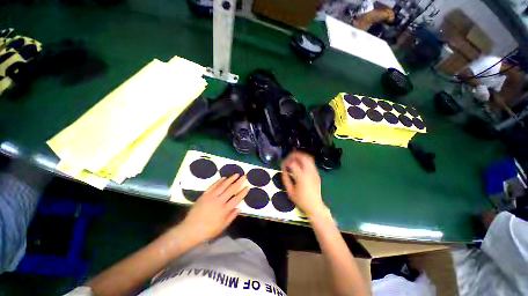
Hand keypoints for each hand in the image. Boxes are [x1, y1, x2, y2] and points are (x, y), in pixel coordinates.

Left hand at [178, 174, 249, 244]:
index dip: (243, 192)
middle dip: (239, 182)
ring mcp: (211, 197)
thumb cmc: (208, 231)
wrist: (189, 230)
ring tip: (236, 174)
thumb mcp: (222, 227)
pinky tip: (223, 178)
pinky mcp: (204, 195)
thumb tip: (240, 208)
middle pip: (231, 189)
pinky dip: (219, 181)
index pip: (236, 199)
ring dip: (230, 179)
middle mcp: (219, 201)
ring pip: (223, 186)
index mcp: (224, 210)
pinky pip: (213, 186)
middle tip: (244, 176)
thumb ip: (231, 216)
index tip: (248, 186)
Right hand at [281, 151, 327, 218]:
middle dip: (294, 155)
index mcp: (301, 177)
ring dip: (300, 155)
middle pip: (302, 157)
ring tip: (294, 158)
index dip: (286, 162)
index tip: (283, 164)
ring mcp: (314, 172)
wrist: (315, 206)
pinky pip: (311, 162)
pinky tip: (300, 163)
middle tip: (288, 158)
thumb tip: (283, 169)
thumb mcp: (290, 191)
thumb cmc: (301, 200)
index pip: (292, 163)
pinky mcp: (317, 173)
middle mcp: (309, 172)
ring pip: (308, 157)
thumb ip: (285, 179)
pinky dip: (305, 159)